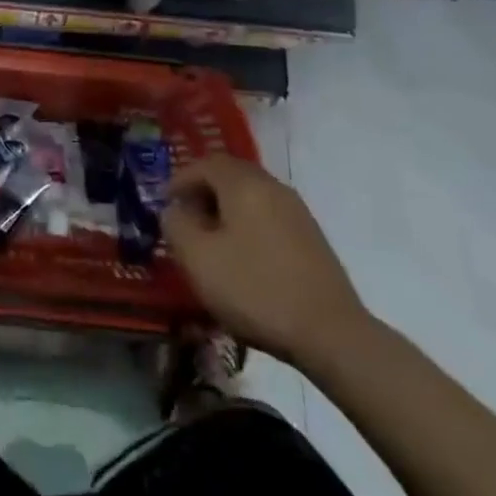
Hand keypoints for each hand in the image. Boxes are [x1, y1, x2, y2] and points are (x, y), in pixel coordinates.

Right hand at [162, 155, 368, 365]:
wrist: (331, 333)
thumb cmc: (256, 290)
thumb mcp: (199, 260)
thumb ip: (177, 226)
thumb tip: (174, 210)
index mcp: (244, 184)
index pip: (206, 163)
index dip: (181, 178)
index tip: (165, 202)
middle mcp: (272, 186)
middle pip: (231, 173)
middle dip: (203, 190)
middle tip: (185, 217)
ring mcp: (296, 210)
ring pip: (251, 194)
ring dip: (226, 207)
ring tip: (211, 238)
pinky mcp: (310, 236)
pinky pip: (268, 213)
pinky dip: (247, 222)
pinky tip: (243, 254)